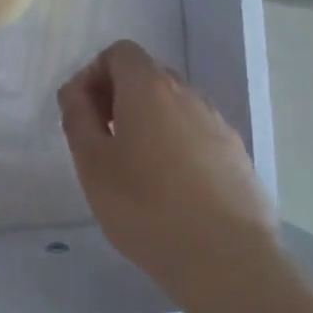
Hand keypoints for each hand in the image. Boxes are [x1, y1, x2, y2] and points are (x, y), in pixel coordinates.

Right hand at [58, 40, 278, 300]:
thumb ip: (77, 117)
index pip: (120, 53)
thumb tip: (75, 92)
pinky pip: (195, 133)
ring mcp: (217, 123)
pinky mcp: (236, 154)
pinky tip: (169, 188)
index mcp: (149, 88)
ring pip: (173, 106)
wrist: (226, 259)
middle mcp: (188, 94)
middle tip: (101, 140)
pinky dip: (175, 144)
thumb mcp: (92, 163)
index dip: (94, 74)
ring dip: (147, 122)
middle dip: (118, 97)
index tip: (83, 113)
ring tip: (133, 168)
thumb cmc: (144, 207)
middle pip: (147, 75)